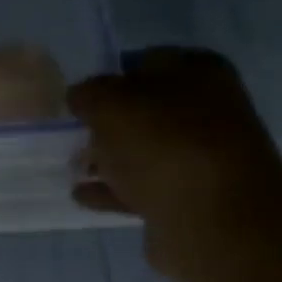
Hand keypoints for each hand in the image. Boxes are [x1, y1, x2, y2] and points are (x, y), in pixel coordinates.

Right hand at [70, 47, 281, 277]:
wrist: (210, 218)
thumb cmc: (163, 145)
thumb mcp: (113, 105)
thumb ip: (90, 94)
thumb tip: (79, 95)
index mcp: (197, 73)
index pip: (146, 63)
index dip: (110, 76)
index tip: (78, 96)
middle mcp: (204, 111)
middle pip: (145, 111)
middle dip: (108, 122)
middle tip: (73, 133)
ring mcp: (196, 159)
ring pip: (141, 153)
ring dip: (108, 159)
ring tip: (72, 167)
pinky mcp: (183, 200)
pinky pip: (138, 190)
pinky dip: (111, 191)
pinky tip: (81, 195)